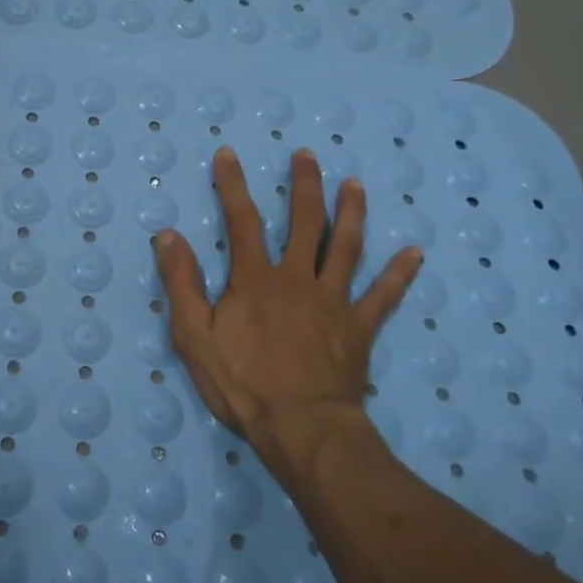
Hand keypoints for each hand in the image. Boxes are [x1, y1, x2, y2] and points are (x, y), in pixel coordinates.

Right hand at [153, 146, 420, 481]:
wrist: (302, 428)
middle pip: (304, 223)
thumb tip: (168, 235)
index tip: (229, 154)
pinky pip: (383, 296)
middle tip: (307, 156)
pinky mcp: (359, 328)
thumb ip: (181, 283)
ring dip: (351, 213)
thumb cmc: (243, 384)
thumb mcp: (194, 336)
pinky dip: (399, 275)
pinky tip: (415, 253)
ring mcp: (333, 301)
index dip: (233, 185)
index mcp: (256, 279)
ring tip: (355, 185)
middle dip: (304, 186)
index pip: (242, 221)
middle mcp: (297, 278)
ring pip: (346, 247)